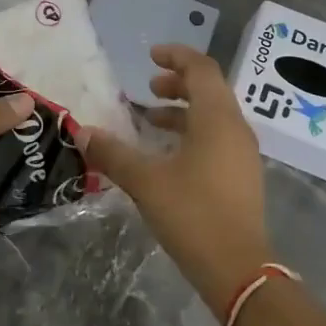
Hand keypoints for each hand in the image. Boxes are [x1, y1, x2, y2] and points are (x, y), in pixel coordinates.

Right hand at [83, 44, 274, 310]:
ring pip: (214, 116)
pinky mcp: (242, 176)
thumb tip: (82, 131)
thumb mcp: (146, 182)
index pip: (201, 69)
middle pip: (209, 89)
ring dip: (183, 110)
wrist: (238, 270)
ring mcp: (243, 154)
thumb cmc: (193, 215)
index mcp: (217, 119)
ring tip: (150, 120)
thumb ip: (113, 154)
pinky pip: (217, 138)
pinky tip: (167, 154)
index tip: (150, 55)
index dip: (176, 56)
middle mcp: (236, 129)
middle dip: (177, 83)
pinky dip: (192, 133)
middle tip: (147, 88)